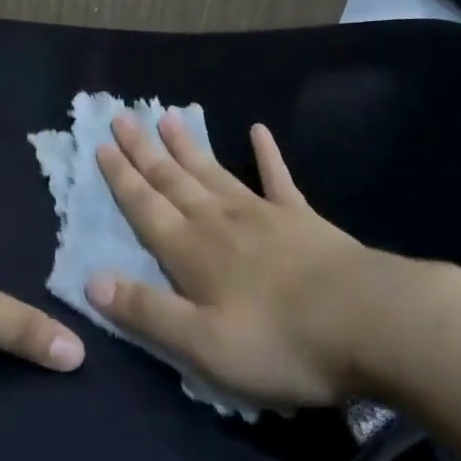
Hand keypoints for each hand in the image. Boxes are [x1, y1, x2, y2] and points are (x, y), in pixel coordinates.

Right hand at [90, 113, 444, 406]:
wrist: (370, 323)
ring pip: (213, 172)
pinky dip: (266, 154)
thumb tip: (91, 280)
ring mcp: (262, 215)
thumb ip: (146, 311)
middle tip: (122, 117)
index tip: (101, 146)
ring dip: (187, 146)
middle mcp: (218, 222)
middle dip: (144, 150)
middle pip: (172, 180)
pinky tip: (257, 130)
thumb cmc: (280, 343)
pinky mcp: (302, 219)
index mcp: (191, 252)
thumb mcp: (202, 344)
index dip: (120, 178)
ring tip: (167, 116)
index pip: (145, 207)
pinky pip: (278, 179)